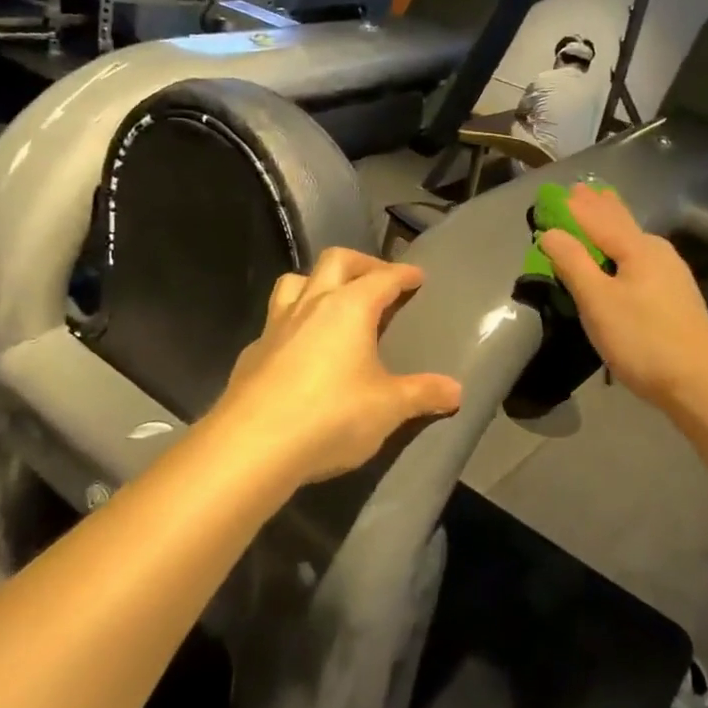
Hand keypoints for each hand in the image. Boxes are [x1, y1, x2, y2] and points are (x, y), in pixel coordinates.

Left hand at [209, 248, 462, 482]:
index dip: (402, 274)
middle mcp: (311, 305)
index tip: (417, 275)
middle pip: (335, 261)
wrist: (252, 447)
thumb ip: (422, 394)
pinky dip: (293, 324)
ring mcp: (275, 327)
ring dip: (317, 282)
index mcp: (349, 307)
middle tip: (377, 279)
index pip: (382, 277)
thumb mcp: (388, 408)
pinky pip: (274, 323)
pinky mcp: (251, 354)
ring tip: (333, 302)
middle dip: (361, 263)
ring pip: (294, 282)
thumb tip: (456, 391)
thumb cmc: (331, 416)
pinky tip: (299, 351)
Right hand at [538, 185, 707, 404]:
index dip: (575, 207)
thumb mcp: (598, 301)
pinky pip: (641, 258)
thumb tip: (551, 232)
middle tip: (583, 190)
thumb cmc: (643, 339)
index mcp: (637, 248)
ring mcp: (671, 274)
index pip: (598, 219)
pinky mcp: (676, 297)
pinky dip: (624, 248)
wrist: (700, 382)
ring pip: (634, 240)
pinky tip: (628, 255)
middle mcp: (657, 252)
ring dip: (613, 225)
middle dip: (599, 208)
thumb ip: (573, 263)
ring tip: (602, 211)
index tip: (558, 192)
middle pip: (621, 223)